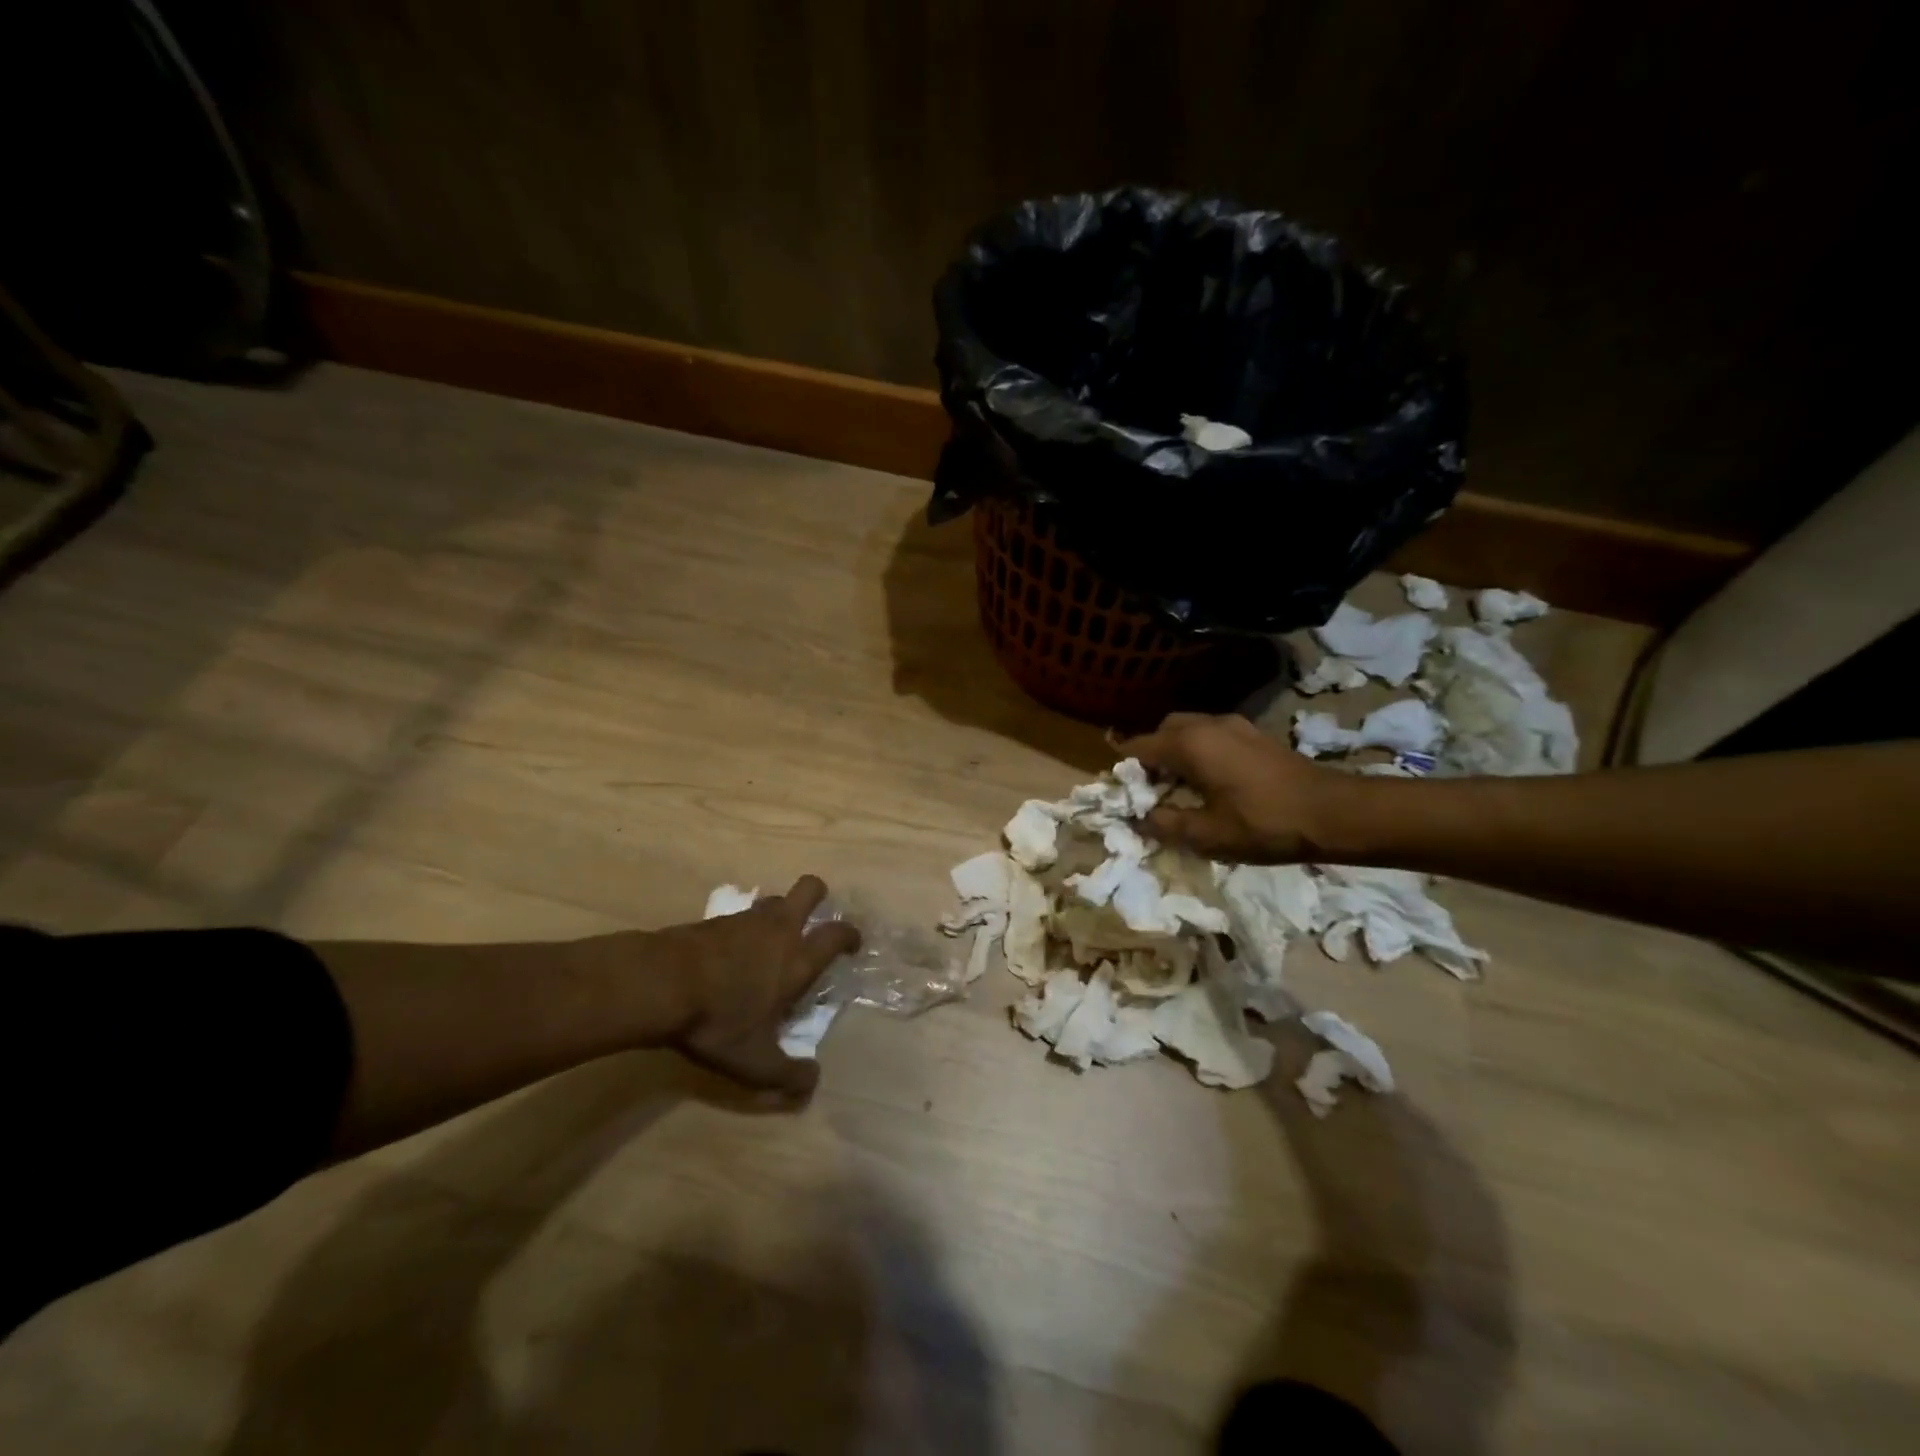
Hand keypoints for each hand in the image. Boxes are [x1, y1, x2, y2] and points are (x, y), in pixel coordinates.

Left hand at [627, 875, 859, 1097]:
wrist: (660, 983)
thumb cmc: (718, 1020)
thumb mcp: (754, 1063)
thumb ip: (787, 1075)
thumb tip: (812, 1082)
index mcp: (797, 959)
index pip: (836, 934)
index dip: (850, 935)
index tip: (852, 943)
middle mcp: (778, 930)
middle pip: (809, 889)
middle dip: (819, 894)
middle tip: (817, 914)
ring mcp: (745, 919)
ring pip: (774, 900)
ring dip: (779, 912)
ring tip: (771, 938)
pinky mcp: (714, 920)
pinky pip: (741, 915)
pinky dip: (744, 927)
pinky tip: (731, 951)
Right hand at [1122, 712, 1347, 863]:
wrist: (1333, 813)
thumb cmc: (1264, 823)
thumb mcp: (1207, 834)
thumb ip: (1165, 824)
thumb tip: (1138, 819)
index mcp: (1189, 744)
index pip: (1138, 747)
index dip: (1124, 770)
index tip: (1120, 794)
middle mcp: (1208, 724)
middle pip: (1163, 731)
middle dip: (1150, 756)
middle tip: (1150, 790)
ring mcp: (1235, 725)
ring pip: (1189, 730)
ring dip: (1176, 752)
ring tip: (1179, 787)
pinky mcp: (1255, 735)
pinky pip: (1212, 735)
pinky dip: (1200, 751)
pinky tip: (1211, 781)